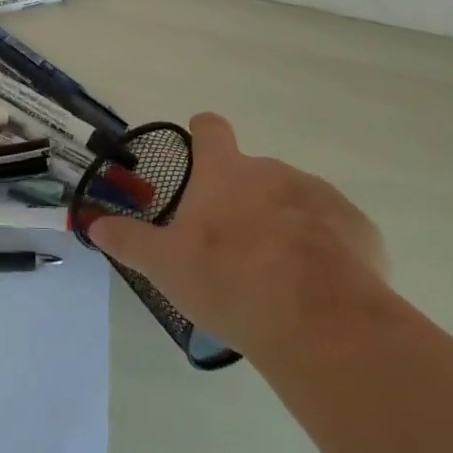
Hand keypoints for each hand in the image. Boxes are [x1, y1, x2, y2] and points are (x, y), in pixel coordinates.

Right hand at [86, 113, 389, 361]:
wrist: (319, 322)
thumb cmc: (229, 281)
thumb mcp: (166, 266)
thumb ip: (129, 242)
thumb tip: (94, 224)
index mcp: (226, 172)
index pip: (211, 129)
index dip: (203, 133)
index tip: (200, 142)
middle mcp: (273, 171)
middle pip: (253, 172)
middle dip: (243, 199)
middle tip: (233, 245)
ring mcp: (319, 196)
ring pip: (294, 200)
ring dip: (283, 223)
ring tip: (276, 274)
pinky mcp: (358, 229)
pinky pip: (334, 230)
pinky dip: (323, 248)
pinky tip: (316, 287)